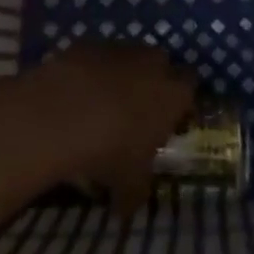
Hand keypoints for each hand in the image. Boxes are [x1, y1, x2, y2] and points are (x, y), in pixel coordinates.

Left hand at [27, 43, 196, 214]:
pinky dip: (90, 70)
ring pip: (128, 57)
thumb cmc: (111, 150)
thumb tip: (128, 209)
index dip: (180, 101)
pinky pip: (96, 56)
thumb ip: (135, 193)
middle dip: (152, 82)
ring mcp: (120, 48)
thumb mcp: (128, 183)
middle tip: (137, 109)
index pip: (190, 86)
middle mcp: (152, 63)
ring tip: (101, 103)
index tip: (169, 119)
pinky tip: (75, 93)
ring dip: (120, 74)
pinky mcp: (88, 43)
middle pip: (161, 64)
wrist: (63, 113)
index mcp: (173, 93)